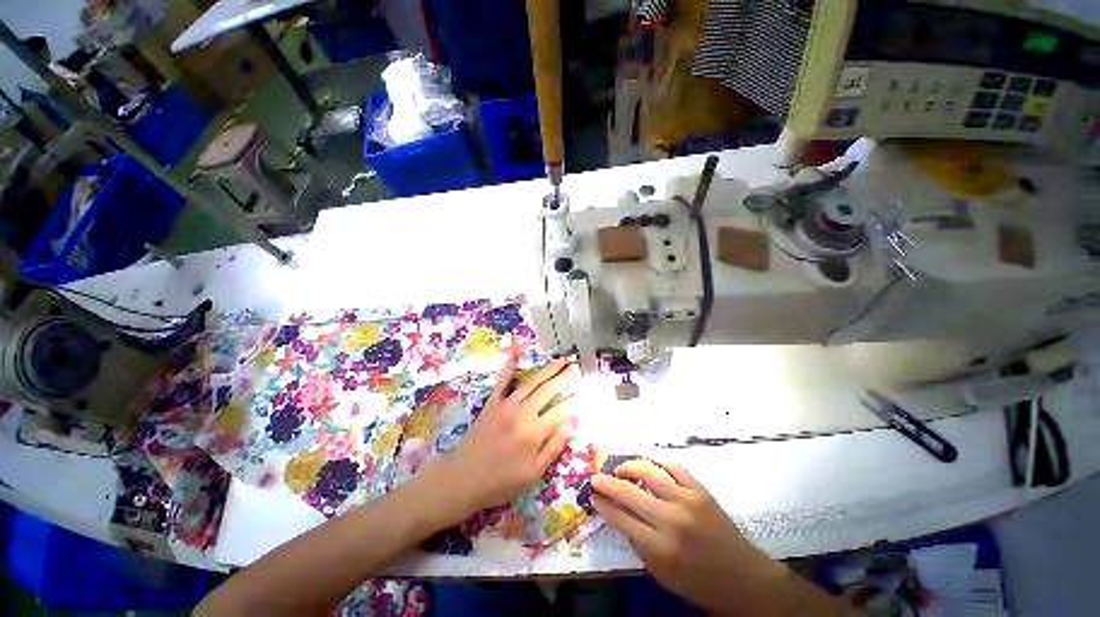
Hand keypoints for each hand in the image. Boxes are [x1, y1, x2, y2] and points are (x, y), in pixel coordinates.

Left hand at [426, 358, 573, 522]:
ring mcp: (506, 405)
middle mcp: (522, 413)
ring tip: (559, 360)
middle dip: (563, 378)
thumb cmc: (500, 482)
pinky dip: (510, 366)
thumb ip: (553, 449)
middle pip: (548, 391)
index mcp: (534, 433)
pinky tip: (517, 353)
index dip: (572, 402)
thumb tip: (572, 428)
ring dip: (547, 369)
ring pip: (531, 382)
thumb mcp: (532, 475)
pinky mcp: (492, 403)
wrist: (462, 479)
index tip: (582, 393)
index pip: (560, 411)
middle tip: (575, 367)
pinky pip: (503, 381)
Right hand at [591, 460, 777, 612]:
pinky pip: (673, 467)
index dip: (603, 503)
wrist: (742, 577)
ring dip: (629, 466)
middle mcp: (671, 520)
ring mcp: (687, 501)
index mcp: (659, 548)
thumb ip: (637, 543)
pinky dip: (657, 463)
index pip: (621, 518)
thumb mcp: (661, 574)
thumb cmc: (698, 581)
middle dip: (607, 482)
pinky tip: (648, 466)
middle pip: (629, 492)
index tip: (592, 495)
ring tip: (620, 468)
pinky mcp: (700, 490)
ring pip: (649, 472)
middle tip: (596, 477)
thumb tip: (616, 513)